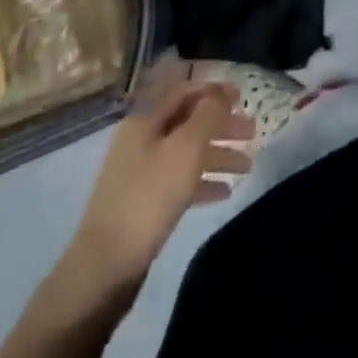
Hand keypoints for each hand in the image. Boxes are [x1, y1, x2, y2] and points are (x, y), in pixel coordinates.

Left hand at [66, 75, 254, 292]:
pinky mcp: (143, 204)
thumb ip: (208, 115)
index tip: (242, 96)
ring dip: (218, 155)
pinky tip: (225, 192)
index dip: (214, 90)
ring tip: (247, 166)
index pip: (184, 91)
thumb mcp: (185, 148)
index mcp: (145, 120)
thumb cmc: (149, 196)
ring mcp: (141, 174)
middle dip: (222, 124)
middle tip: (252, 131)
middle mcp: (142, 141)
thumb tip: (220, 94)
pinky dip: (203, 182)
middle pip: (189, 122)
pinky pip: (179, 183)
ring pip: (187, 153)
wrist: (105, 267)